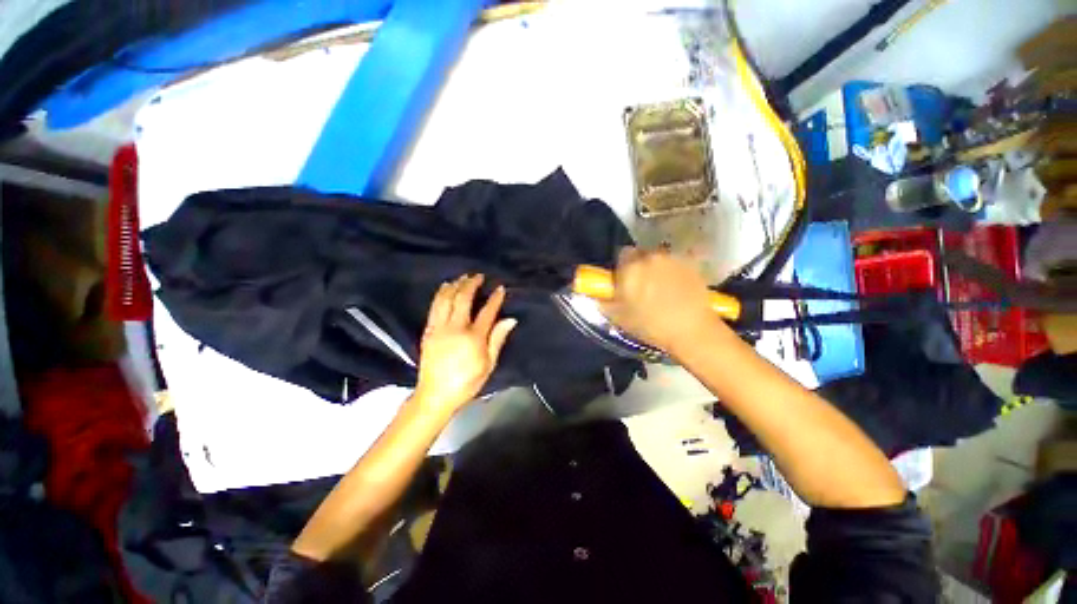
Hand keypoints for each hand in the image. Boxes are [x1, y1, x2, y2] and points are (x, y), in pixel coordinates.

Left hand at [413, 274, 516, 414]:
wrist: (435, 395)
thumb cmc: (466, 383)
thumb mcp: (488, 364)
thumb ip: (498, 339)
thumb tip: (510, 320)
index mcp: (473, 338)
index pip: (487, 311)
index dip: (495, 298)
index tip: (500, 288)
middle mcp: (455, 328)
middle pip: (463, 299)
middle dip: (472, 284)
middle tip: (478, 276)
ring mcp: (439, 328)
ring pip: (446, 299)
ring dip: (455, 285)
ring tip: (462, 277)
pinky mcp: (428, 331)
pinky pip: (434, 307)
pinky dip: (440, 294)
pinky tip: (445, 288)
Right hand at [600, 248, 720, 353]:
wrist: (692, 331)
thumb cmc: (650, 325)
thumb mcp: (618, 317)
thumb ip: (604, 301)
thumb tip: (599, 294)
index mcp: (631, 267)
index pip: (621, 254)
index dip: (622, 267)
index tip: (624, 281)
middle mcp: (651, 256)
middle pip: (641, 255)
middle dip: (640, 267)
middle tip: (642, 286)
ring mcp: (674, 259)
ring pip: (660, 259)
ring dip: (657, 269)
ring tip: (662, 290)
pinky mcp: (692, 265)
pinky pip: (677, 265)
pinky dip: (674, 273)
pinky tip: (678, 291)